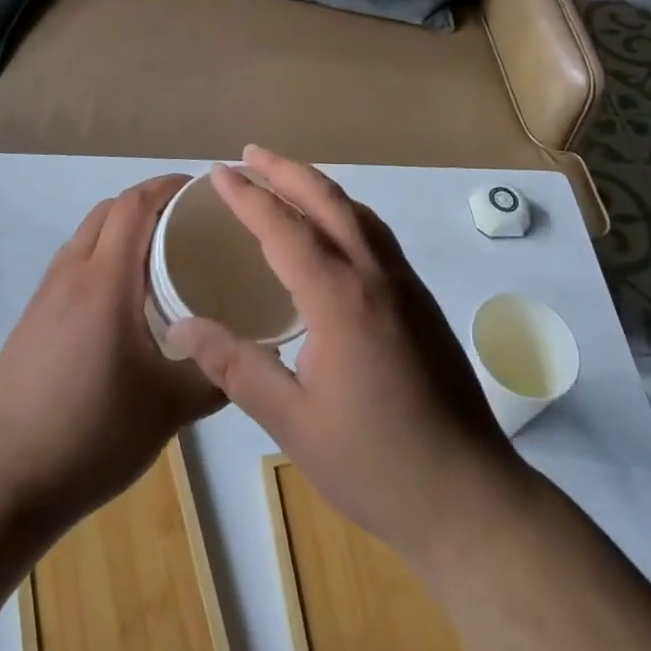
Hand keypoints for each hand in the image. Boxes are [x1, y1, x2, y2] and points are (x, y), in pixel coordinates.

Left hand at [0, 174, 224, 526]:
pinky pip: (70, 264)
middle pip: (108, 210)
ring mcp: (44, 296)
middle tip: (185, 221)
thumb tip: (252, 358)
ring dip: (119, 228)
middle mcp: (71, 274)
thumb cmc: (93, 433)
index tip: (198, 189)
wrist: (4, 483)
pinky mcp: (30, 320)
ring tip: (156, 255)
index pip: (133, 205)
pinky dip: (99, 256)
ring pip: (85, 235)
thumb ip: (217, 376)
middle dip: (146, 202)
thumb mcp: (171, 408)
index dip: (165, 186)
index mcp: (105, 280)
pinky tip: (119, 301)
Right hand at [168, 147, 519, 559]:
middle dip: (284, 171)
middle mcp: (375, 274)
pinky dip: (343, 212)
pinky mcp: (420, 298)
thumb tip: (181, 327)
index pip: (284, 228)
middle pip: (326, 200)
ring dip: (317, 186)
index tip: (218, 173)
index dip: (248, 197)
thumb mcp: (293, 421)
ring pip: (356, 212)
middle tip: (248, 155)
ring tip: (284, 180)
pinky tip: (332, 230)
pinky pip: (375, 233)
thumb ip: (236, 367)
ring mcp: (404, 282)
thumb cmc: (374, 463)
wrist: (469, 495)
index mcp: (340, 298)